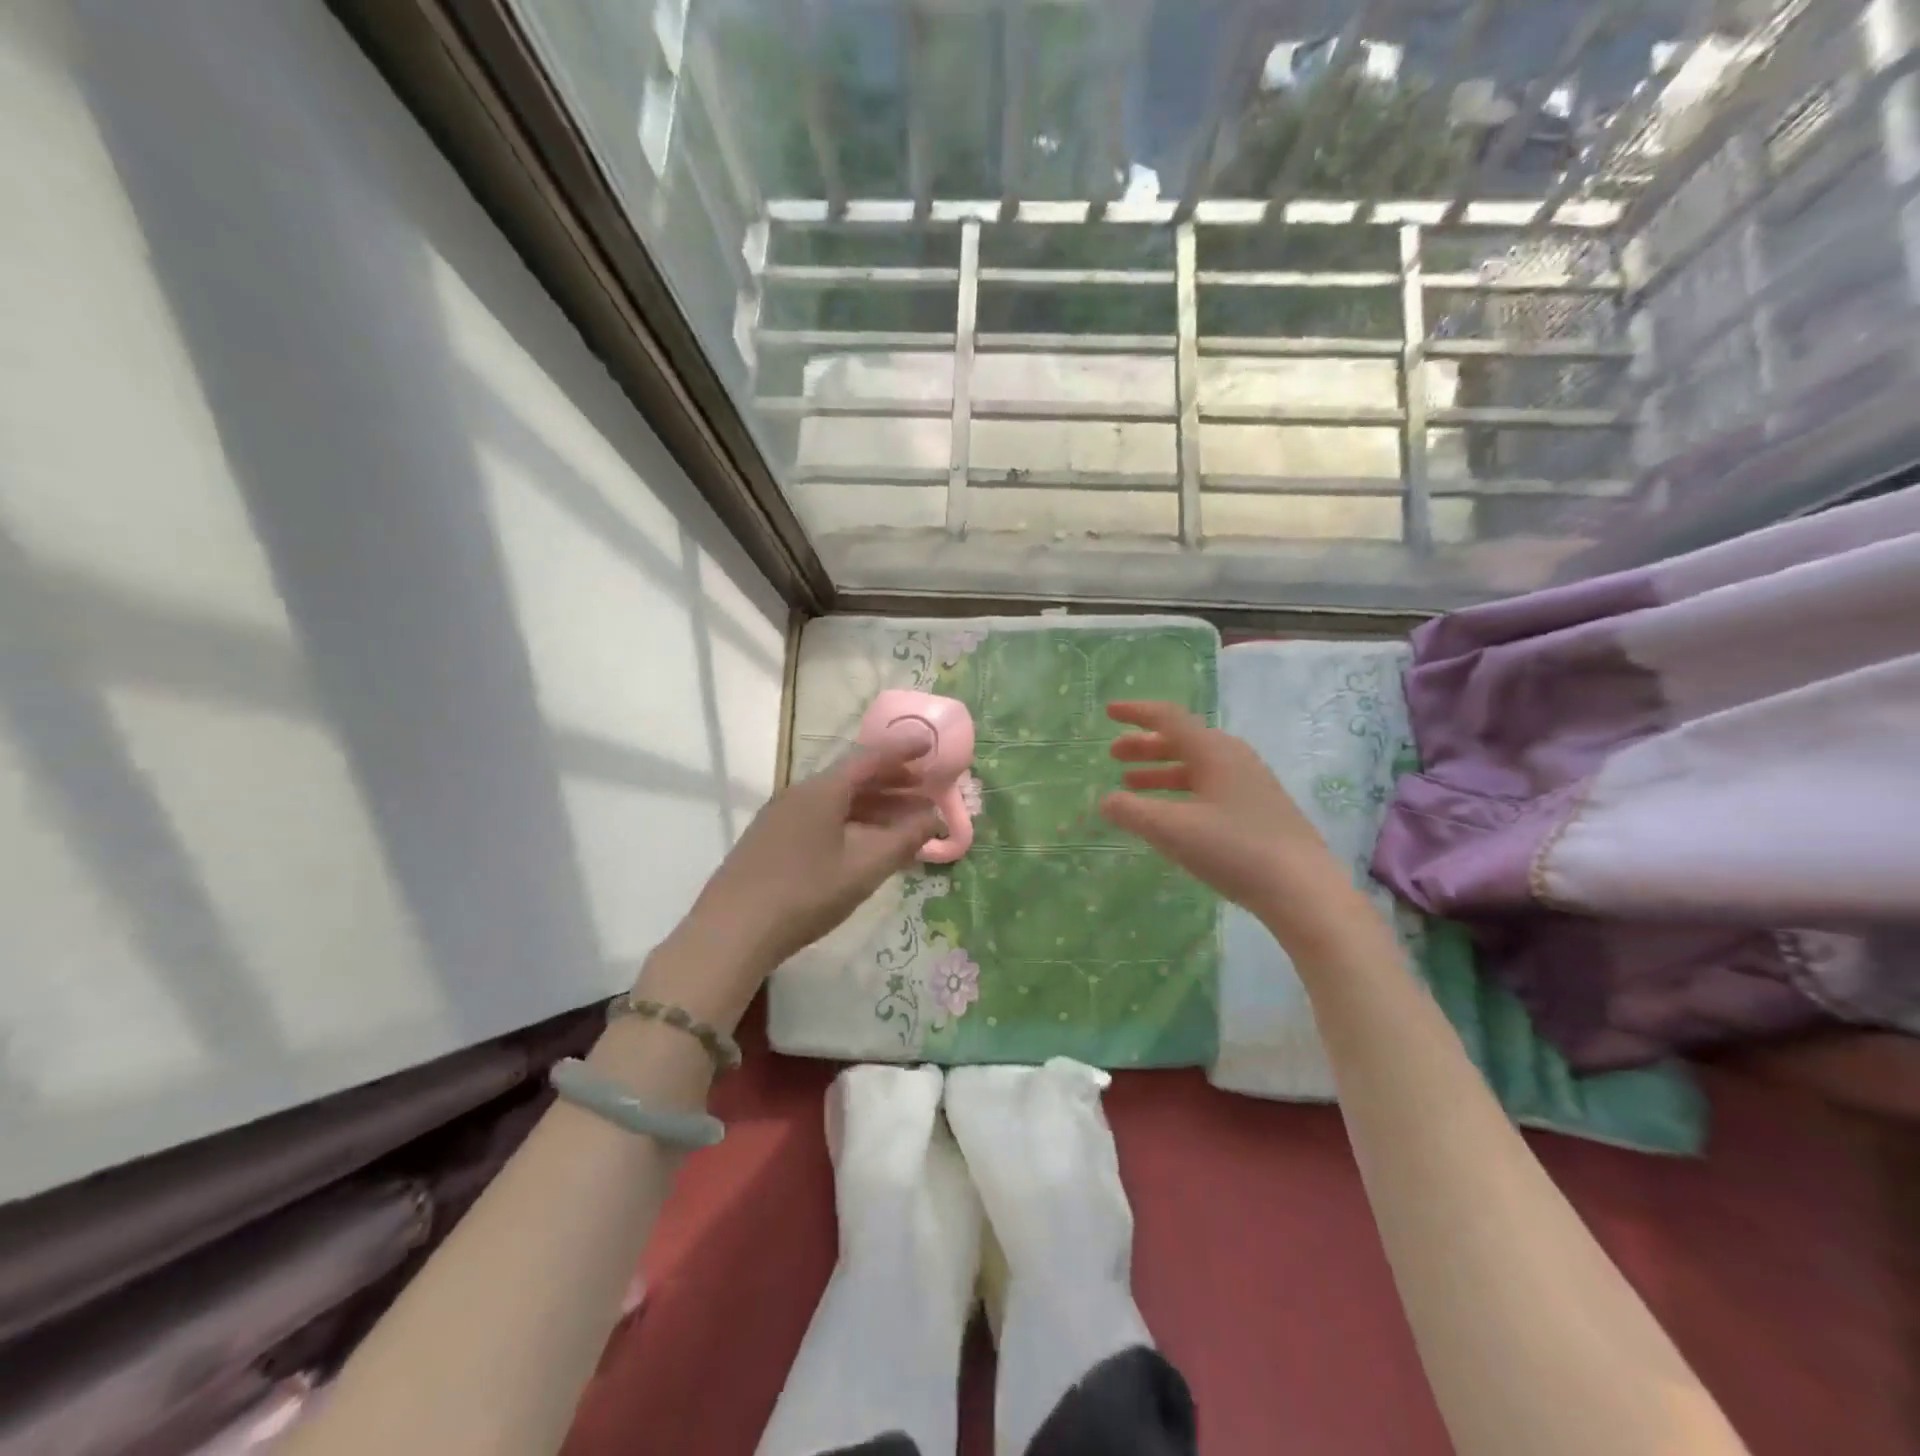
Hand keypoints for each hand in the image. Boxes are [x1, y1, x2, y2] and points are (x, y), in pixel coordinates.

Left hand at [639, 736, 941, 1028]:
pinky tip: (866, 843)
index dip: (902, 750)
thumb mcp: (863, 868)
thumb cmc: (805, 893)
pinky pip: (822, 818)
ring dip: (874, 805)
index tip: (929, 744)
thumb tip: (934, 818)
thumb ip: (904, 839)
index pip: (870, 758)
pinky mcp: (772, 840)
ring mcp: (782, 816)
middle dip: (893, 780)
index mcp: (822, 790)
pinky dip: (853, 822)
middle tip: (926, 786)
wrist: (731, 932)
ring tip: (905, 818)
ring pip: (838, 801)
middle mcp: (800, 794)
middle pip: (853, 777)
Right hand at [1098, 700, 1362, 952]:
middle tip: (1113, 756)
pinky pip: (1209, 788)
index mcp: (1214, 751)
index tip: (1109, 712)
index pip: (1169, 718)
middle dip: (1144, 746)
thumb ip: (1132, 811)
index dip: (1136, 713)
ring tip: (1131, 786)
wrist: (1303, 890)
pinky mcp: (1258, 812)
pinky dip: (1180, 792)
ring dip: (1160, 772)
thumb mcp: (1172, 829)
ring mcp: (1250, 785)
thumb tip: (1105, 800)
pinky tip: (1170, 815)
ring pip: (1195, 767)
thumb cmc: (1234, 849)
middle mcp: (1233, 759)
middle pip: (1182, 741)